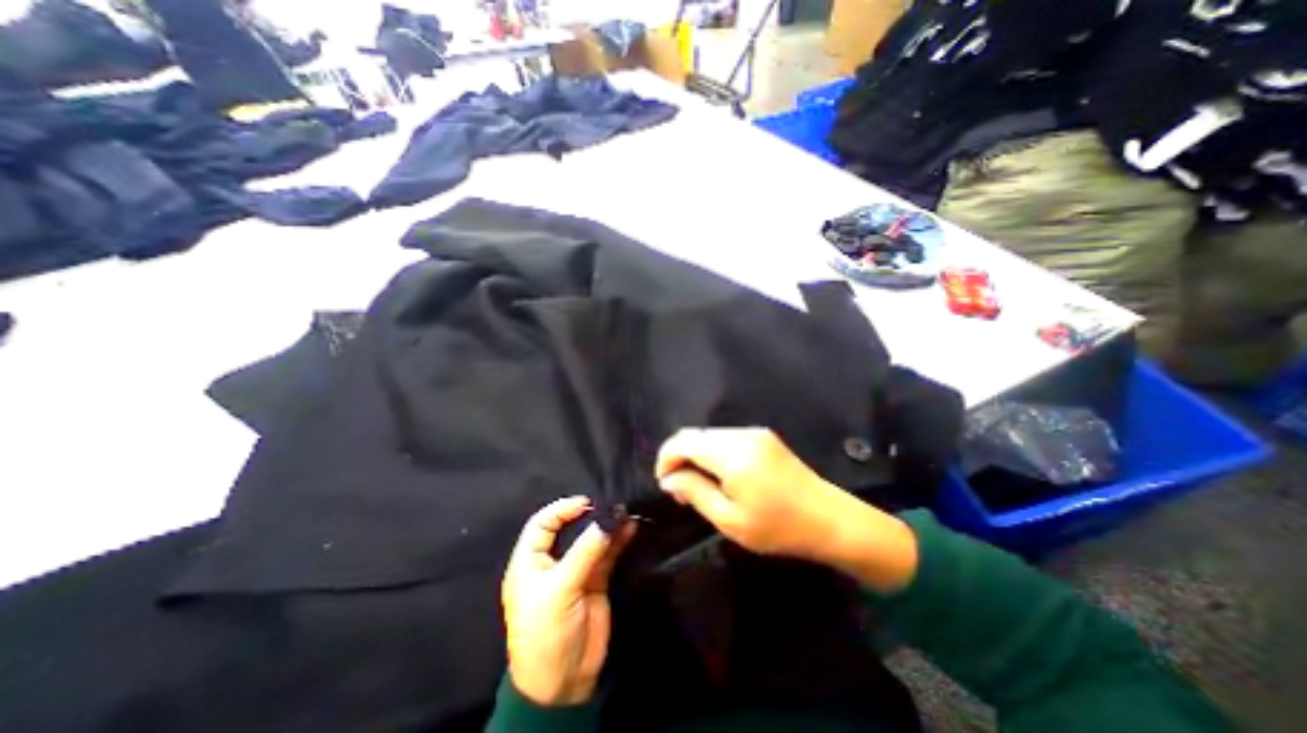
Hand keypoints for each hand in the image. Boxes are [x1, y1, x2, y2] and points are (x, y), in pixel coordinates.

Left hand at [501, 495, 635, 706]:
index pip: (542, 524)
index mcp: (530, 562)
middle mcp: (553, 562)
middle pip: (570, 529)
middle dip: (590, 515)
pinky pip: (607, 555)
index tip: (587, 503)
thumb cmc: (546, 632)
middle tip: (612, 504)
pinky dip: (619, 541)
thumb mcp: (560, 589)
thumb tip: (609, 519)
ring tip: (627, 512)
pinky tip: (631, 529)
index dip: (561, 509)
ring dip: (609, 527)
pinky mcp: (596, 581)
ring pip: (592, 540)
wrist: (563, 684)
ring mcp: (576, 571)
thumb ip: (585, 552)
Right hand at [652, 426, 916, 593]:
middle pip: (694, 435)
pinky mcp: (762, 436)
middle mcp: (741, 434)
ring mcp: (754, 432)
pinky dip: (713, 453)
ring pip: (709, 435)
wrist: (830, 519)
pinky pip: (725, 438)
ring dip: (696, 455)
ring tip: (700, 486)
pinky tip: (720, 476)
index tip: (665, 484)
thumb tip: (669, 478)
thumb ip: (695, 492)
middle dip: (679, 458)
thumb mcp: (730, 520)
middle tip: (681, 490)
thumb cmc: (779, 527)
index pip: (683, 441)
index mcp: (733, 454)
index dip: (666, 458)